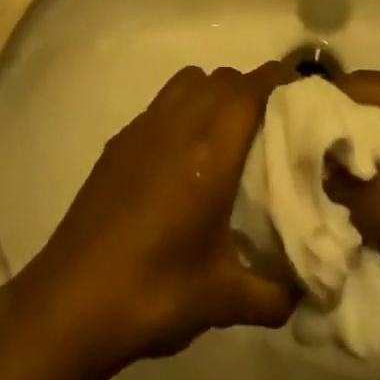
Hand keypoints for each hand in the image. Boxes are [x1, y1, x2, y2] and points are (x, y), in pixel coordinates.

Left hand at [12, 64, 297, 375]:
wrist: (72, 301)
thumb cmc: (154, 292)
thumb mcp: (222, 301)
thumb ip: (274, 293)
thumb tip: (307, 295)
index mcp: (209, 150)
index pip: (250, 89)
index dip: (277, 81)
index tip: (301, 94)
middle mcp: (178, 124)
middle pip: (222, 78)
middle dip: (250, 89)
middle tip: (270, 124)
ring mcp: (144, 127)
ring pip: (189, 81)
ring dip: (214, 92)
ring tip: (227, 134)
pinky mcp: (120, 140)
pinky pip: (162, 102)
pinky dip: (183, 108)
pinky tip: (182, 157)